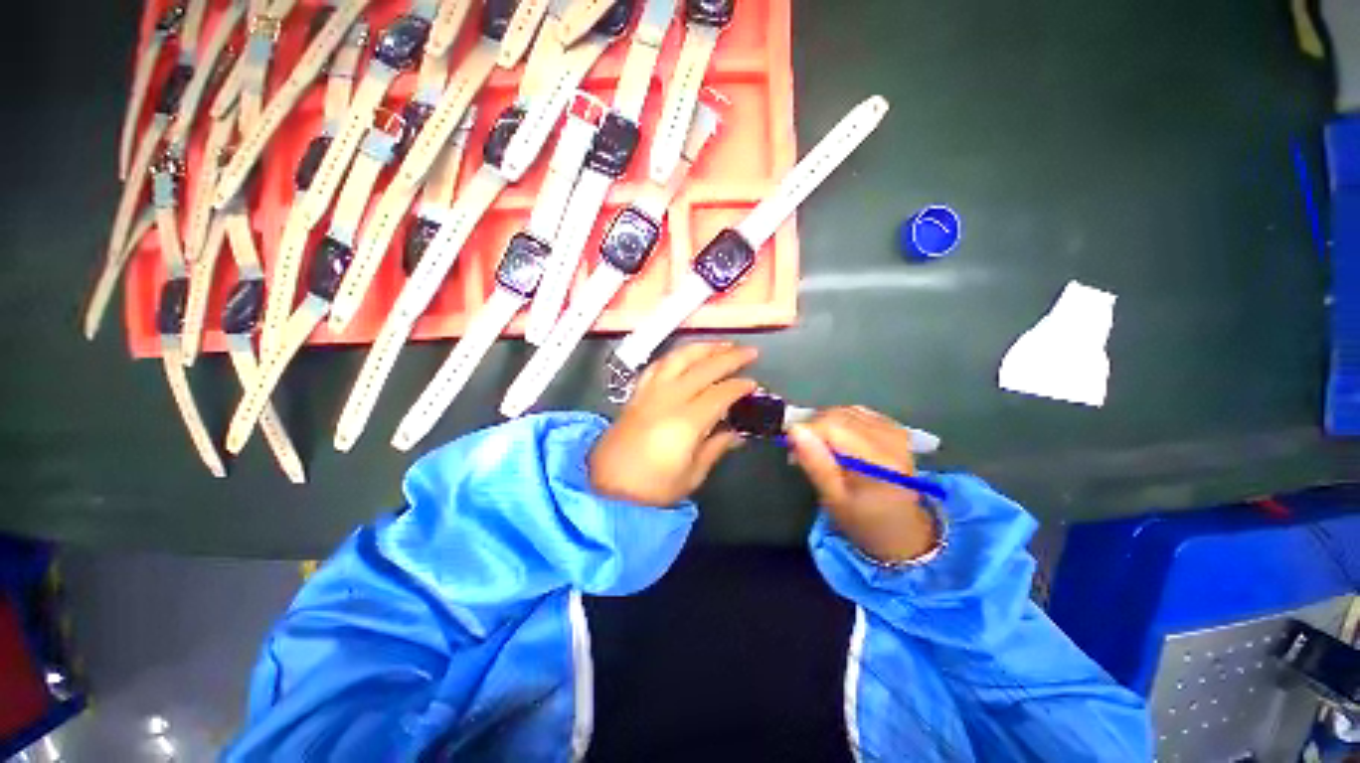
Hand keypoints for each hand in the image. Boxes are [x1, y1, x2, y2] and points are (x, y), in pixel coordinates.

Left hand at [591, 342, 758, 505]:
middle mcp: (668, 398)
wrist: (606, 487)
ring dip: (703, 347)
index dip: (739, 386)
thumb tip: (737, 433)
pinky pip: (658, 365)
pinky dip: (675, 356)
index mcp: (686, 421)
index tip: (754, 384)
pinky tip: (685, 356)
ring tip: (721, 344)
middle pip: (703, 368)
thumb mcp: (692, 475)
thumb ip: (716, 448)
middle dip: (730, 356)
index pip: (720, 393)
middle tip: (750, 352)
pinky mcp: (637, 392)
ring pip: (679, 358)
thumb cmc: (652, 487)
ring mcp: (650, 392)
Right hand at [788, 407, 938, 563]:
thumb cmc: (863, 521)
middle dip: (814, 427)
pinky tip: (839, 439)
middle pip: (839, 415)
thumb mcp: (834, 500)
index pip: (833, 426)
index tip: (791, 447)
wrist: (902, 532)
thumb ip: (815, 464)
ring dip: (826, 424)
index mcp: (879, 461)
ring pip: (847, 411)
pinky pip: (859, 412)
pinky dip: (842, 420)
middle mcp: (891, 440)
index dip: (807, 431)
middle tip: (801, 450)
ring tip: (820, 446)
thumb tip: (795, 430)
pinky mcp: (895, 430)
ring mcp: (896, 433)